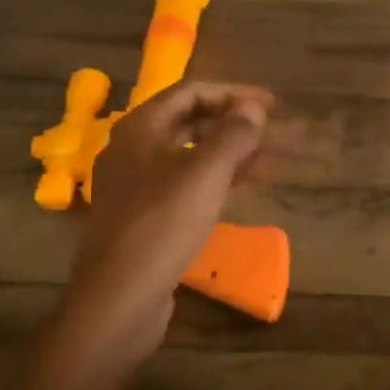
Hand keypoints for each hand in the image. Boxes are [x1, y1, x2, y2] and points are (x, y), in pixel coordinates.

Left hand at [67, 82, 274, 359]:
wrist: (119, 297)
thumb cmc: (163, 224)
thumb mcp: (205, 173)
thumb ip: (233, 134)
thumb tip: (254, 108)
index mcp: (140, 129)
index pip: (190, 92)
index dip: (233, 93)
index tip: (270, 105)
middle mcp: (131, 150)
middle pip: (185, 120)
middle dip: (228, 120)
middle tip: (266, 130)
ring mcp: (133, 185)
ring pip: (184, 153)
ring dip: (222, 149)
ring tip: (259, 157)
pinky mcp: (140, 217)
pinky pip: (180, 182)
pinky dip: (210, 177)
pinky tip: (233, 189)